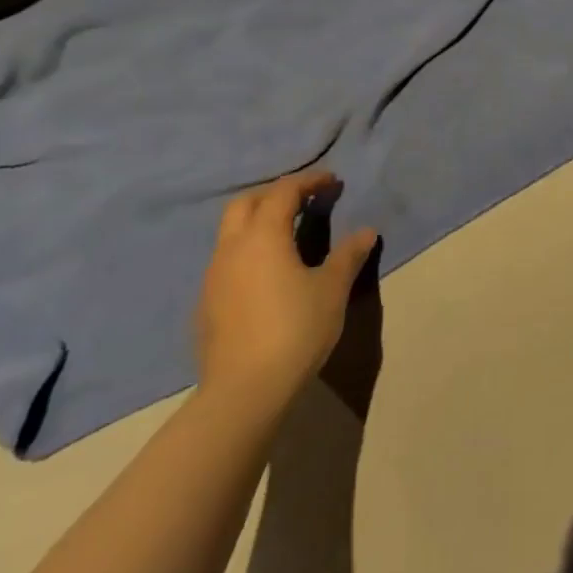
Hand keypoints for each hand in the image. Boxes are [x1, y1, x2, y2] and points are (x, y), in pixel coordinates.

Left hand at [195, 170, 377, 423]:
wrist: (244, 391)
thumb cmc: (295, 329)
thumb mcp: (332, 289)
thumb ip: (348, 255)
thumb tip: (366, 232)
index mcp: (263, 235)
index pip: (284, 191)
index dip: (309, 181)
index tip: (332, 181)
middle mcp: (232, 248)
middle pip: (245, 203)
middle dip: (274, 194)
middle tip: (303, 201)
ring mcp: (213, 277)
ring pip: (230, 233)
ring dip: (257, 222)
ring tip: (286, 235)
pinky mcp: (206, 305)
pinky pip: (226, 262)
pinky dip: (247, 252)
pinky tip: (267, 275)